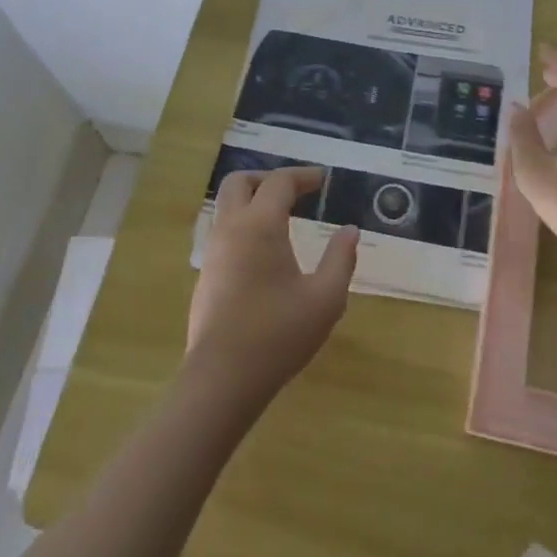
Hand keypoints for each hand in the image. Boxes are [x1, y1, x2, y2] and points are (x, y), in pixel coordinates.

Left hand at [186, 167, 358, 403]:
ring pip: (226, 207)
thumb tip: (350, 231)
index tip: (323, 180)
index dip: (302, 175)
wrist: (221, 381)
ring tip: (282, 219)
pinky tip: (265, 252)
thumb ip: (340, 259)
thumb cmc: (277, 335)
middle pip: (239, 182)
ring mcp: (213, 252)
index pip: (279, 182)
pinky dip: (244, 225)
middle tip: (295, 192)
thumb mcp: (325, 299)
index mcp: (260, 225)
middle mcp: (231, 229)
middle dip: (267, 178)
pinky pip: (223, 232)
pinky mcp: (206, 276)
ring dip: (252, 201)